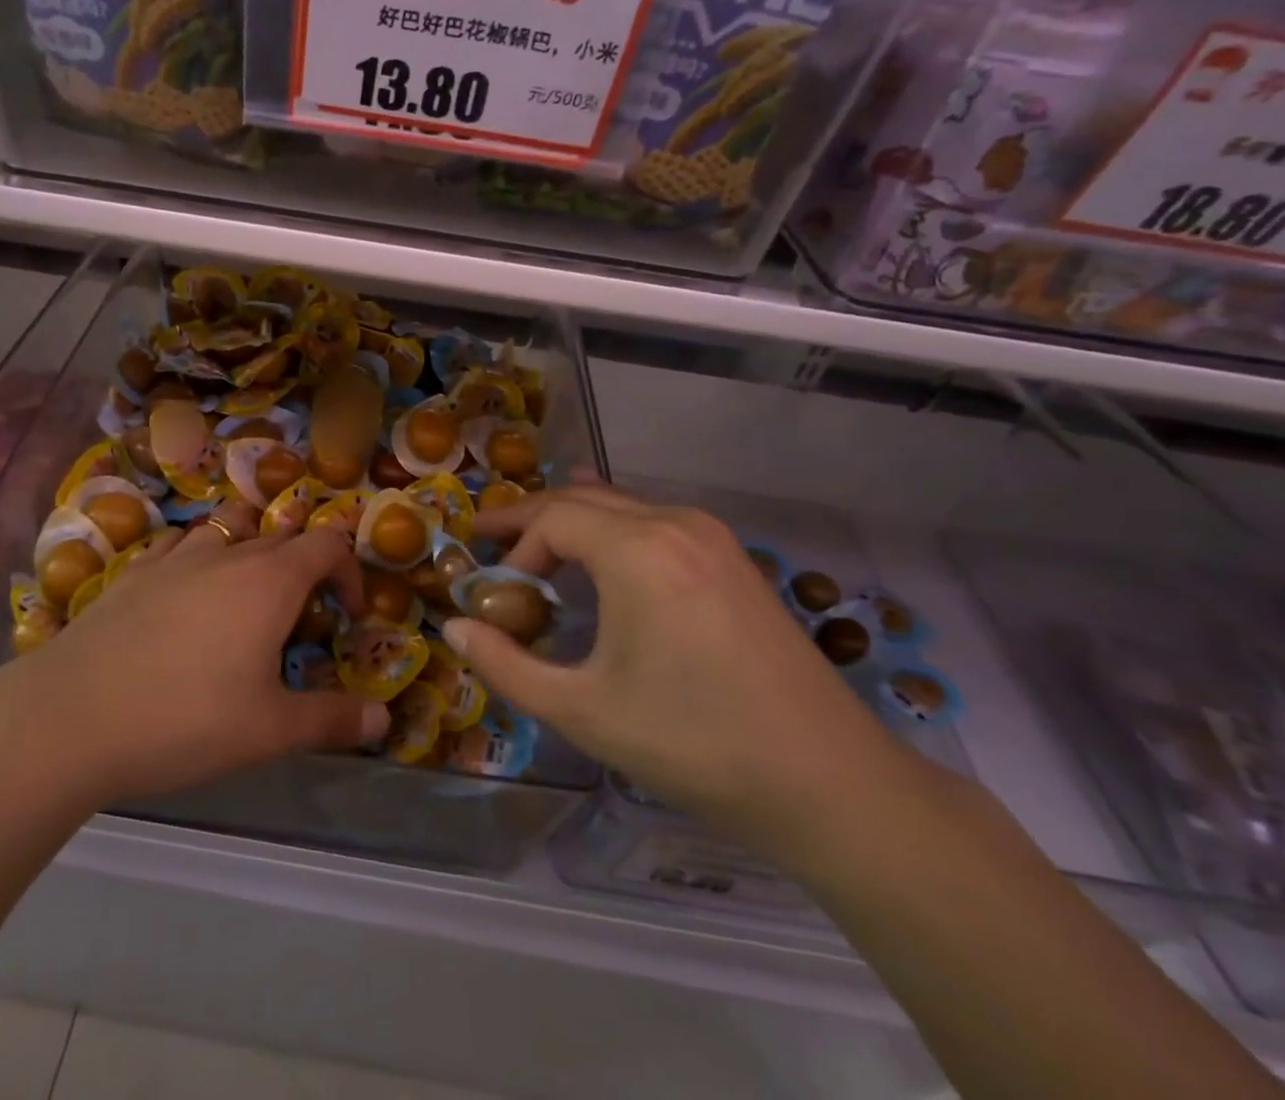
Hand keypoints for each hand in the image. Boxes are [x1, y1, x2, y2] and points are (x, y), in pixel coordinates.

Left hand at [0, 505, 390, 808]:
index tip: (348, 615)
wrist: (71, 716)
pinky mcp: (133, 571)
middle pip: (282, 537)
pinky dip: (197, 559)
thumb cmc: (185, 719)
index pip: (328, 546)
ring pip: (228, 529)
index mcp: (270, 580)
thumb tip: (383, 724)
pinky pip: (178, 546)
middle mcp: (228, 554)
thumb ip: (332, 721)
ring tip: (244, 596)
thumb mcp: (269, 731)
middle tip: (298, 622)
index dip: (349, 573)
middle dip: (304, 569)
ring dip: (250, 550)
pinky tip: (184, 593)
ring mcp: (175, 557)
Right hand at [442, 485, 909, 853]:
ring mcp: (711, 536)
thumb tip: (454, 629)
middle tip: (488, 539)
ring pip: (620, 504)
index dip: (512, 548)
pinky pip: (654, 519)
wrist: (831, 784)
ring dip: (571, 519)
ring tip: (534, 539)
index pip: (550, 519)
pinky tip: (602, 540)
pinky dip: (613, 525)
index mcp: (638, 550)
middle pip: (582, 499)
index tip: (495, 592)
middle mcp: (674, 523)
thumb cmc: (695, 744)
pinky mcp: (732, 558)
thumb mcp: (583, 711)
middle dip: (530, 519)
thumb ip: (506, 666)